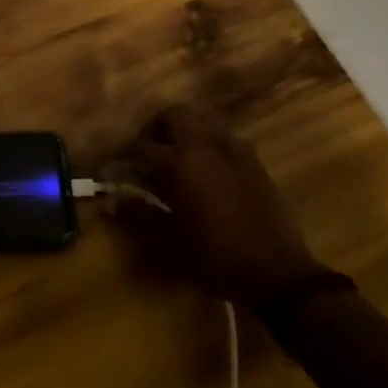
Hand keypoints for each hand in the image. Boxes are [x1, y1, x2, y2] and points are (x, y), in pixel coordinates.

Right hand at [113, 105, 326, 309]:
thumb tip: (110, 203)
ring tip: (175, 157)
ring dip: (183, 130)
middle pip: (172, 115)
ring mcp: (233, 148)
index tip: (113, 169)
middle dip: (154, 129)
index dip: (122, 156)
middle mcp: (205, 144)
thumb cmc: (215, 258)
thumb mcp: (168, 242)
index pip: (139, 146)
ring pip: (201, 119)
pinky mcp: (253, 158)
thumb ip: (137, 216)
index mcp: (179, 162)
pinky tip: (206, 168)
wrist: (277, 272)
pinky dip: (207, 141)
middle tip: (146, 153)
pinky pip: (223, 135)